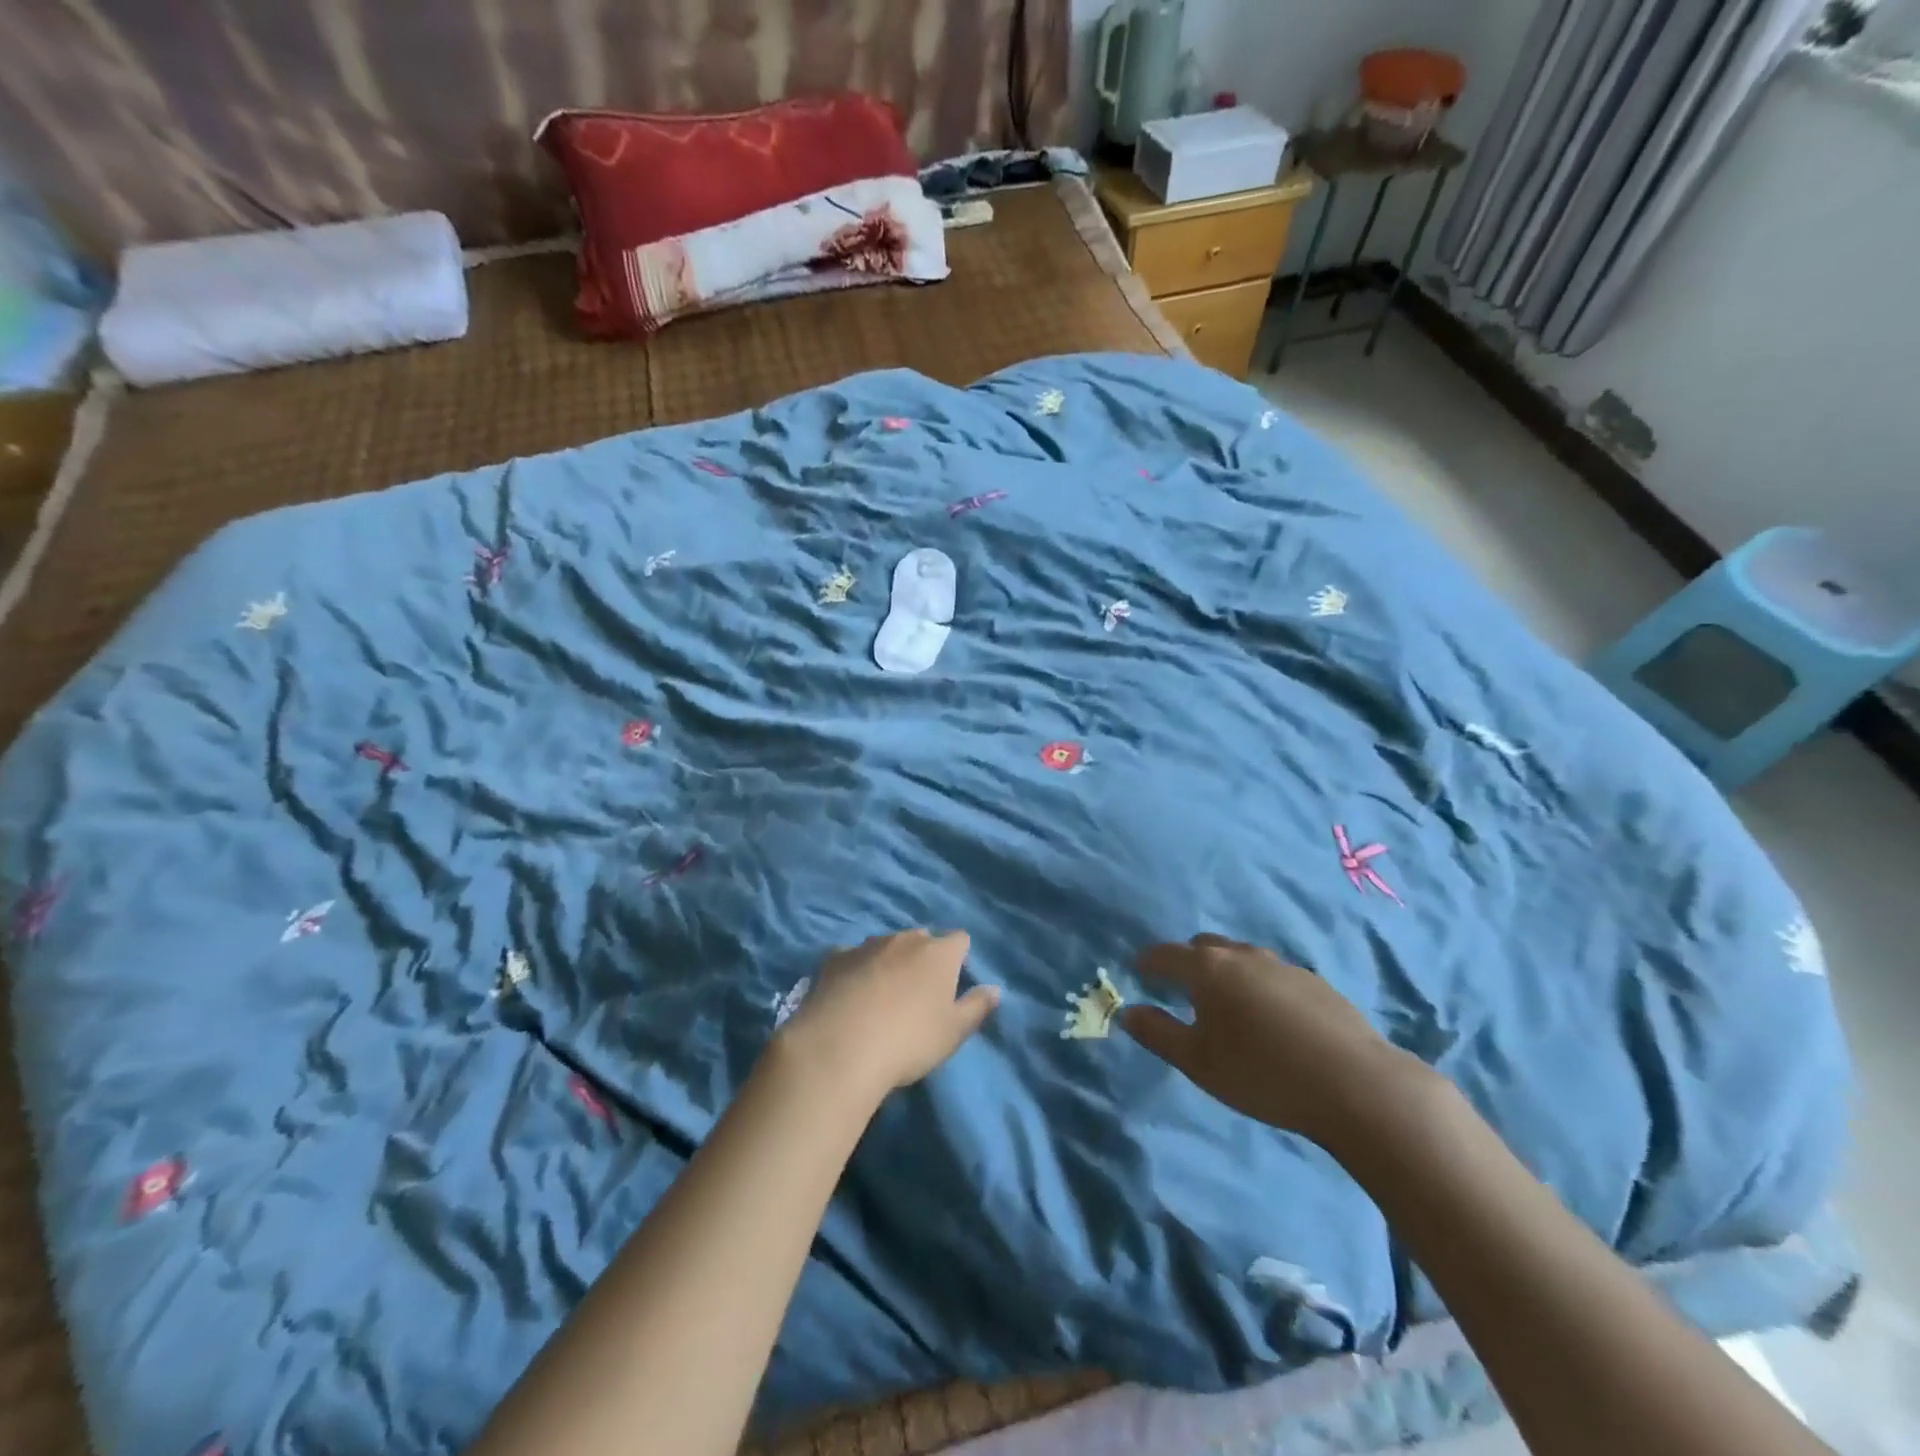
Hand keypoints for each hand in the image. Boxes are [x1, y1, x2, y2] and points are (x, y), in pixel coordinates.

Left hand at [775, 929, 999, 1097]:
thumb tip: (995, 989)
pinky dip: (856, 970)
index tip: (954, 984)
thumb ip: (977, 1007)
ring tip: (882, 995)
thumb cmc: (909, 1040)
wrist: (840, 1047)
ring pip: (886, 945)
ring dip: (889, 961)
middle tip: (919, 992)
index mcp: (939, 953)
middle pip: (922, 938)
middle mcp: (905, 939)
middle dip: (924, 957)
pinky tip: (850, 994)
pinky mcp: (835, 958)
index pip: (960, 940)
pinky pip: (853, 957)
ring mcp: (867, 945)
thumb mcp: (953, 1032)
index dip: (959, 958)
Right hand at [1123, 934, 1428, 1149]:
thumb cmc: (1263, 1074)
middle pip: (1204, 947)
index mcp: (1207, 968)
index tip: (1140, 974)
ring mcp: (1282, 965)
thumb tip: (1129, 1012)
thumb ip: (1158, 1034)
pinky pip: (1271, 974)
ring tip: (1228, 1007)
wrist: (1357, 1085)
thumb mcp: (1199, 1063)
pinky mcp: (1315, 982)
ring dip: (1225, 973)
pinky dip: (1258, 985)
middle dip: (1187, 963)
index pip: (1165, 954)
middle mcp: (1242, 955)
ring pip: (1241, 958)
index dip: (1148, 963)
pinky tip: (1270, 1020)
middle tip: (1182, 992)